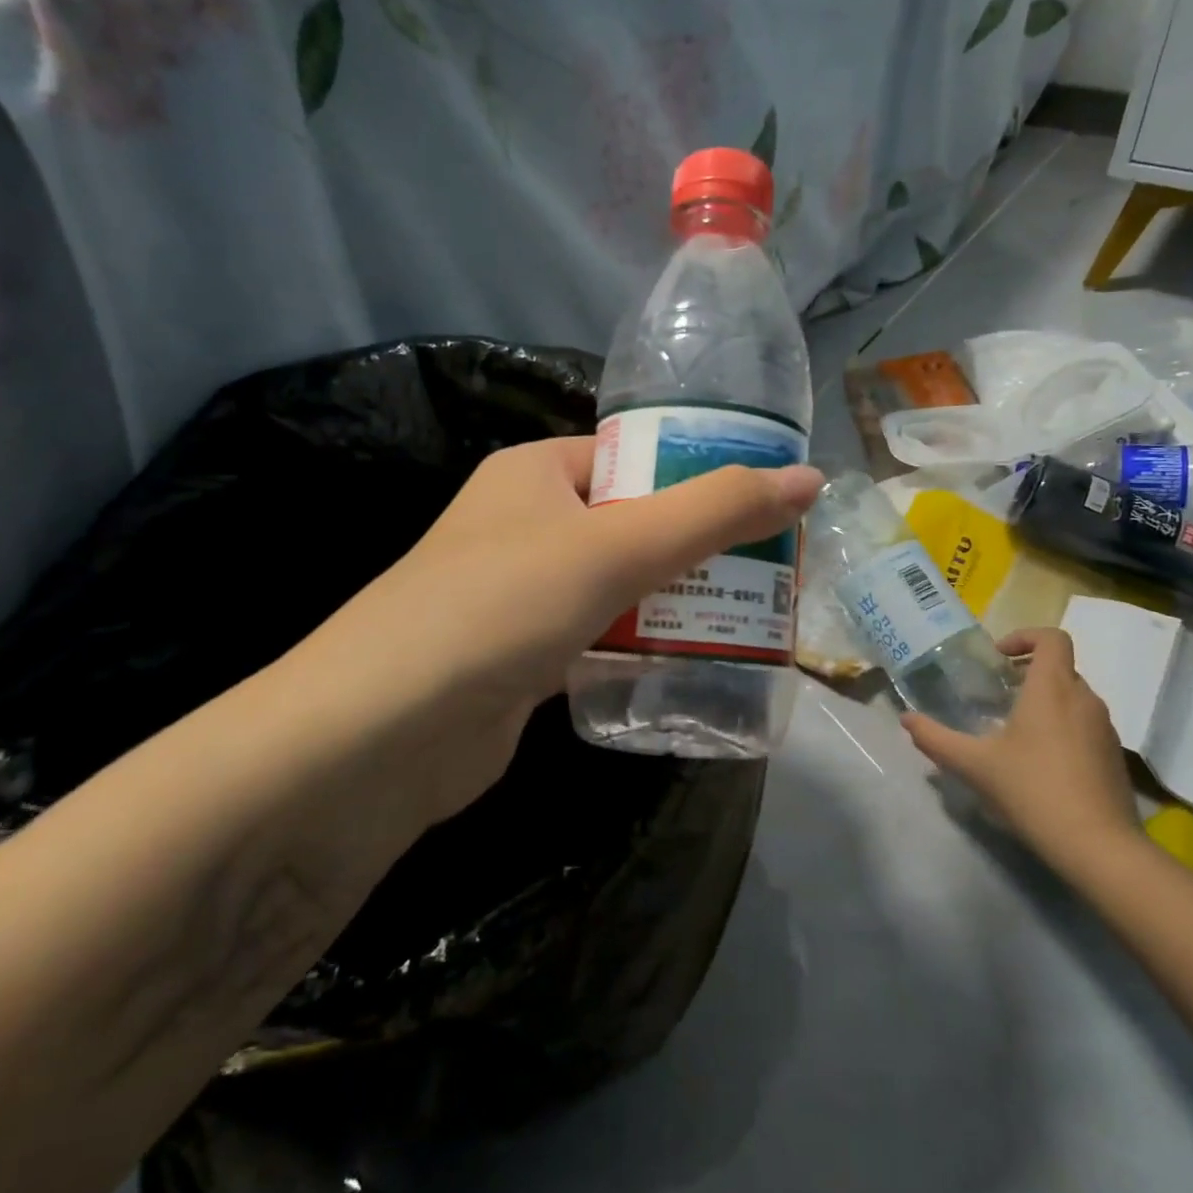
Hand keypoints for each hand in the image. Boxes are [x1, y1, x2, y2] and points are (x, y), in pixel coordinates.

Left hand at [287, 436, 821, 825]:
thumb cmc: (502, 605)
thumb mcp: (618, 547)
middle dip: (699, 547)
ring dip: (678, 601)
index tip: (764, 504)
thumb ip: (715, 512)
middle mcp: (525, 524)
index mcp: (535, 472)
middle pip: (634, 522)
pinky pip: (602, 638)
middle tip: (773, 569)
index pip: (633, 456)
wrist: (383, 736)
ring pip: (621, 585)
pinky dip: (643, 647)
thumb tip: (809, 478)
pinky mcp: (525, 658)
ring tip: (755, 615)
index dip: (697, 472)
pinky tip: (696, 663)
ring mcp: (522, 594)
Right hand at [902, 628, 1140, 875]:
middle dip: (1028, 673)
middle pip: (1060, 667)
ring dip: (1045, 701)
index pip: (1052, 638)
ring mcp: (1105, 729)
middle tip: (997, 695)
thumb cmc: (1032, 789)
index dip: (1025, 636)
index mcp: (1052, 688)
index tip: (998, 658)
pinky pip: (1086, 725)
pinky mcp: (1114, 757)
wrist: (1098, 846)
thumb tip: (906, 719)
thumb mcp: (973, 764)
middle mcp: (1084, 699)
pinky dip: (1063, 728)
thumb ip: (935, 738)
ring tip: (1014, 730)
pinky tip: (1040, 763)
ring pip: (1074, 697)